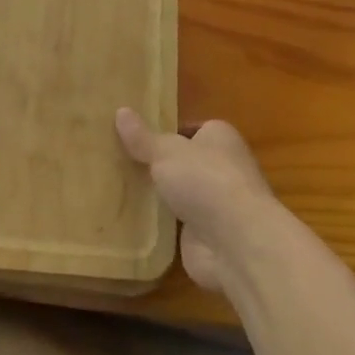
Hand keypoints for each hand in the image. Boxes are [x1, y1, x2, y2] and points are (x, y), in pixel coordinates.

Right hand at [115, 109, 278, 292]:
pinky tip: (131, 220)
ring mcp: (216, 204)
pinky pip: (177, 224)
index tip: (136, 137)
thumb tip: (121, 111)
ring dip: (159, 196)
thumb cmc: (205, 180)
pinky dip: (160, 224)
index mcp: (220, 137)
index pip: (191, 129)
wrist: (236, 243)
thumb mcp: (166, 151)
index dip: (166, 132)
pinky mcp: (207, 236)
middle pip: (184, 162)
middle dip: (159, 165)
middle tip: (120, 162)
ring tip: (119, 188)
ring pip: (180, 194)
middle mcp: (223, 167)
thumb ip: (142, 137)